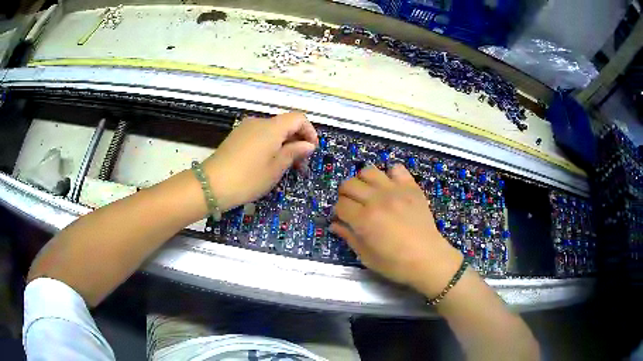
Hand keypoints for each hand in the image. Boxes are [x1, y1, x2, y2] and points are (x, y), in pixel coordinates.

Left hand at [202, 112, 317, 210]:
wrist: (211, 184)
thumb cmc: (248, 178)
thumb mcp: (276, 168)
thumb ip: (294, 152)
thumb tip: (308, 145)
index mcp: (272, 127)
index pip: (298, 118)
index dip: (309, 131)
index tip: (311, 150)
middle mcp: (259, 122)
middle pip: (285, 123)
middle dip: (297, 140)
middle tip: (300, 163)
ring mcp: (245, 128)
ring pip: (272, 130)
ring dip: (283, 143)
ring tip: (284, 165)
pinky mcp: (236, 136)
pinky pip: (259, 135)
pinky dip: (269, 144)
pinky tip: (266, 162)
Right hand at [331, 164, 462, 295]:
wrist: (428, 259)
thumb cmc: (395, 263)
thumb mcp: (367, 256)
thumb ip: (349, 237)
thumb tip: (334, 225)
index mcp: (364, 219)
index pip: (340, 204)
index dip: (338, 212)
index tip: (343, 219)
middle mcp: (377, 200)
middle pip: (349, 184)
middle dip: (345, 195)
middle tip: (353, 206)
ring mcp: (396, 190)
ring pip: (369, 171)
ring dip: (363, 181)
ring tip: (369, 193)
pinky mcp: (411, 187)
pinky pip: (397, 169)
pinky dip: (390, 175)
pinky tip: (391, 187)